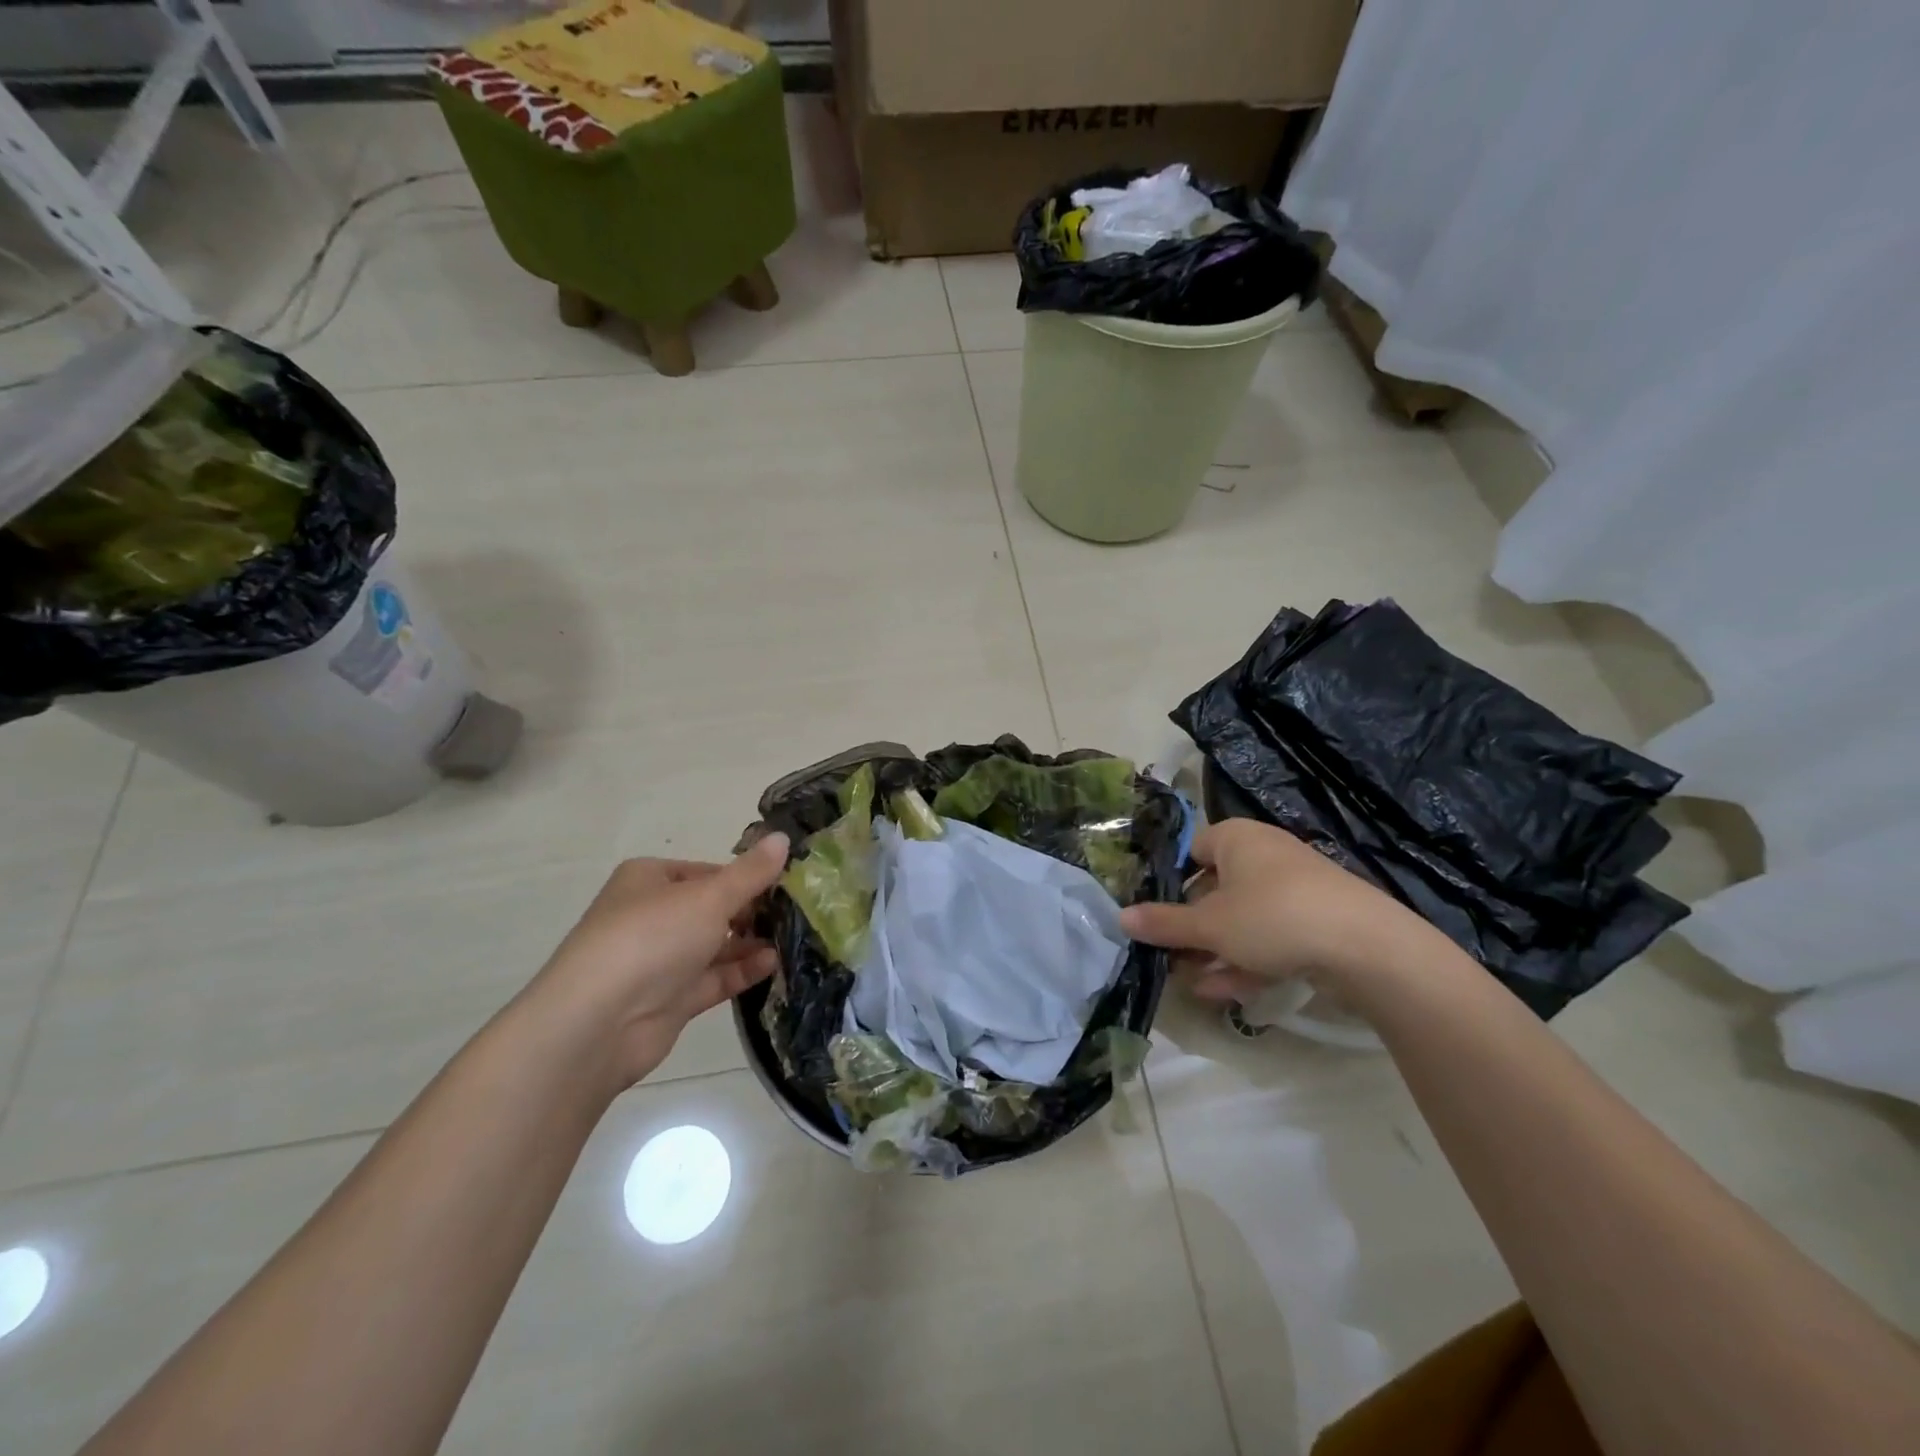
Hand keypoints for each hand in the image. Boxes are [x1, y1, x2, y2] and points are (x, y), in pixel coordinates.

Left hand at [529, 834, 789, 1088]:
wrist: (598, 1022)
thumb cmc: (653, 938)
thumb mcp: (710, 896)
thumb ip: (751, 872)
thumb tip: (784, 837)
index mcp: (650, 880)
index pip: (707, 871)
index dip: (745, 877)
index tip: (785, 883)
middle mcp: (652, 916)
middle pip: (712, 909)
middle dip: (752, 912)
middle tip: (797, 913)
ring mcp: (659, 961)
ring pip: (714, 946)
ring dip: (751, 943)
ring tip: (793, 939)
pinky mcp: (669, 999)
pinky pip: (713, 979)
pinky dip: (741, 971)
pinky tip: (773, 964)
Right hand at [1119, 818, 1435, 1003]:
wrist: (1368, 948)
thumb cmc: (1274, 917)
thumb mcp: (1210, 924)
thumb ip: (1164, 924)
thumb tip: (1119, 917)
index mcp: (1236, 838)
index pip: (1191, 851)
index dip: (1169, 882)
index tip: (1153, 915)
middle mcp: (1264, 856)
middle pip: (1214, 890)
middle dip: (1190, 928)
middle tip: (1167, 957)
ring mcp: (1293, 891)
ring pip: (1241, 920)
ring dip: (1213, 952)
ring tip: (1189, 982)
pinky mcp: (1315, 923)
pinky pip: (1268, 938)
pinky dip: (1245, 961)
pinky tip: (1222, 992)